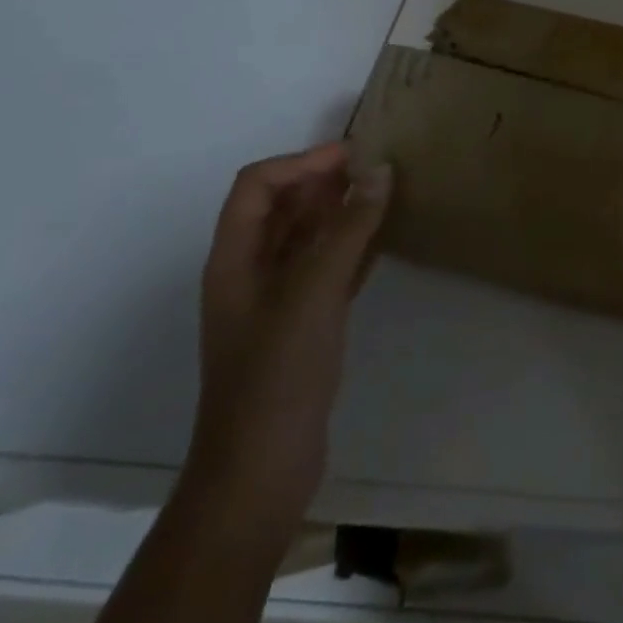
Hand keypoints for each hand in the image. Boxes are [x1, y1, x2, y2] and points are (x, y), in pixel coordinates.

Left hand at [182, 143, 392, 543]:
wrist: (261, 467)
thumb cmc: (277, 373)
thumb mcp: (314, 291)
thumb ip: (348, 228)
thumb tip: (379, 171)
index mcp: (235, 258)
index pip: (258, 186)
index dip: (302, 162)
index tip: (354, 155)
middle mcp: (251, 271)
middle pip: (283, 207)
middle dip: (324, 180)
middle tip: (378, 167)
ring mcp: (277, 300)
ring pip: (308, 237)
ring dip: (342, 211)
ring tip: (387, 193)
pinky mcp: (303, 324)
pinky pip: (328, 268)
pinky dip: (353, 246)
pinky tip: (385, 239)